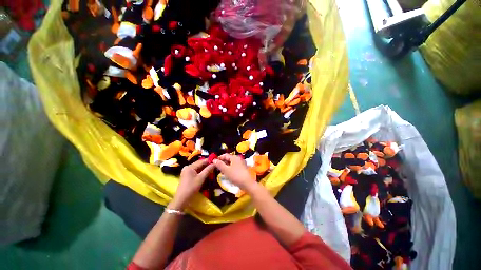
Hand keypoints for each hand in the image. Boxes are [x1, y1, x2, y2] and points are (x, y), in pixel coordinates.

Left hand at [171, 159, 214, 209]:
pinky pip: (195, 171)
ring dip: (204, 168)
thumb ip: (208, 170)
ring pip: (197, 167)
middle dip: (207, 164)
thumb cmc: (191, 188)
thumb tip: (214, 164)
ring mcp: (186, 171)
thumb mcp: (201, 178)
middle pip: (199, 164)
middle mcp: (187, 167)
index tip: (216, 161)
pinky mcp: (186, 175)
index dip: (209, 161)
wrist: (181, 199)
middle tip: (215, 165)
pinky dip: (200, 171)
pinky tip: (206, 172)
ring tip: (212, 168)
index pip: (202, 161)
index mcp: (190, 166)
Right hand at [213, 154, 257, 192]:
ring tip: (221, 172)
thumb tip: (214, 160)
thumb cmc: (235, 175)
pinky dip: (230, 169)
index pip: (225, 155)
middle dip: (222, 163)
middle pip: (228, 159)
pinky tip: (227, 174)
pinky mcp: (242, 169)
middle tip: (216, 168)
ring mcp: (241, 164)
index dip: (219, 158)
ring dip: (225, 166)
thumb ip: (219, 164)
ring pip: (231, 163)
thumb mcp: (226, 170)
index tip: (213, 162)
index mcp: (235, 157)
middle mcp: (238, 159)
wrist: (247, 183)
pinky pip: (234, 167)